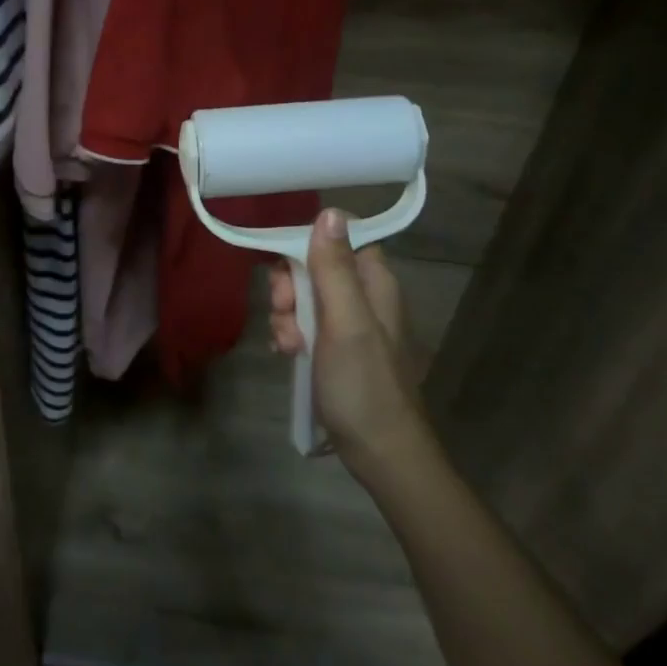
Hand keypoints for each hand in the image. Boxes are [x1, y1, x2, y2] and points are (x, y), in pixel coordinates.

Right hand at [269, 209, 431, 472]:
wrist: (380, 453)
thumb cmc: (363, 385)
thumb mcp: (345, 322)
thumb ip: (335, 269)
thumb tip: (329, 212)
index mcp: (374, 281)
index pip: (339, 237)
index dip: (308, 245)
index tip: (290, 269)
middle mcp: (364, 295)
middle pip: (315, 266)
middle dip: (291, 288)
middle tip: (286, 314)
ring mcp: (350, 323)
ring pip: (305, 297)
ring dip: (287, 316)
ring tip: (289, 347)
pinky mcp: (336, 348)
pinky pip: (305, 325)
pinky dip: (292, 335)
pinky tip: (288, 356)